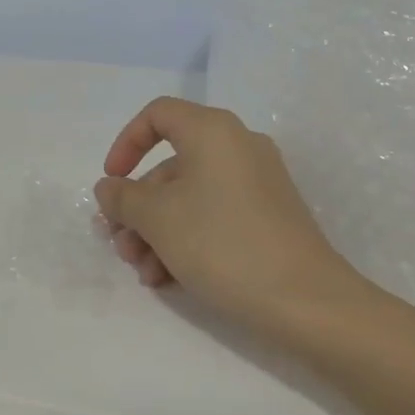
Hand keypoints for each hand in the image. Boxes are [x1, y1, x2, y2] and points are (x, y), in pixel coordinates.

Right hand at [94, 98, 364, 335]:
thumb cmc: (221, 243)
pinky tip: (168, 279)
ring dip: (157, 232)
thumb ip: (123, 198)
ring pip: (189, 197)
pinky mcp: (268, 217)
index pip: (158, 114)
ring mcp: (257, 183)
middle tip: (121, 246)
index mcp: (212, 132)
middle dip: (138, 208)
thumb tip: (109, 188)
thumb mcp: (157, 219)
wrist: (305, 300)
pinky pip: (214, 215)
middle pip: (170, 166)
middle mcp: (238, 147)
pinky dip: (186, 239)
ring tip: (144, 273)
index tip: (112, 182)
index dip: (126, 143)